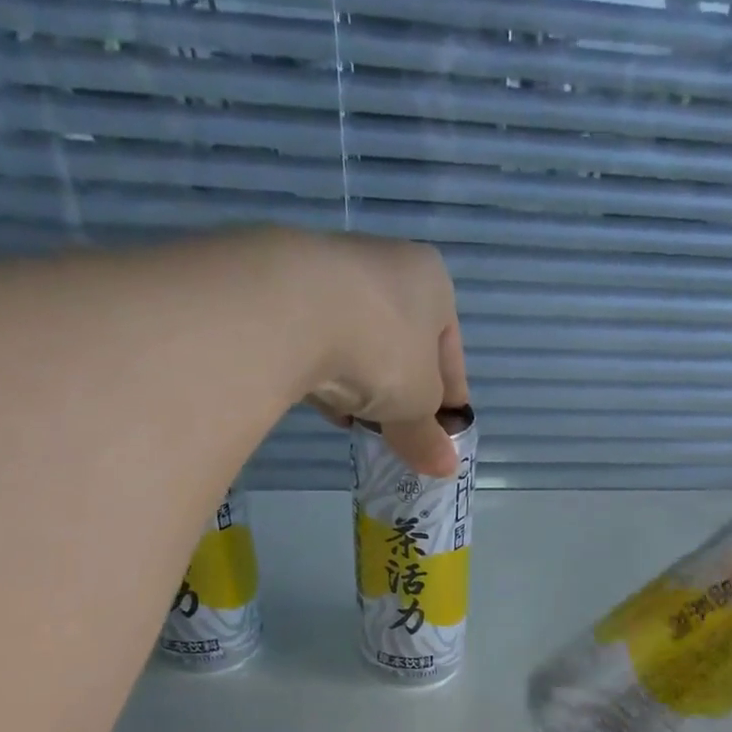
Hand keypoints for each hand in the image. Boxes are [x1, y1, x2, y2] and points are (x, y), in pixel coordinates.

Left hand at [271, 229, 468, 475]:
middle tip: (396, 429)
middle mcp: (386, 262)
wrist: (286, 308)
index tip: (442, 432)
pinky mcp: (282, 282)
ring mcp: (330, 266)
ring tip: (353, 420)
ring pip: (357, 338)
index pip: (450, 349)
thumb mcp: (415, 405)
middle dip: (401, 388)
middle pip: (402, 342)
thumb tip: (445, 468)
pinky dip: (320, 367)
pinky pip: (314, 336)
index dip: (449, 396)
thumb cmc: (381, 349)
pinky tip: (318, 398)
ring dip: (359, 380)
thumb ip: (427, 436)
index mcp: (432, 282)